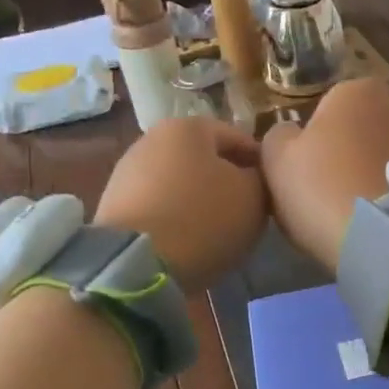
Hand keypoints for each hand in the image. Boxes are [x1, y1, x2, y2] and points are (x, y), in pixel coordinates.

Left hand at [96, 118, 267, 289]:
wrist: (136, 262)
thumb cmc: (203, 218)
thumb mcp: (253, 197)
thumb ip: (262, 179)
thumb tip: (254, 177)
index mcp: (189, 126)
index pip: (240, 138)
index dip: (262, 165)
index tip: (274, 191)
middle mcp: (154, 138)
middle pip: (206, 159)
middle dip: (228, 182)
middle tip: (249, 212)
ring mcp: (129, 171)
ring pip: (181, 183)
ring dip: (201, 201)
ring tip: (220, 231)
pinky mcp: (114, 204)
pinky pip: (159, 206)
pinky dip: (177, 218)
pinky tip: (189, 241)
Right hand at [260, 79, 388, 267]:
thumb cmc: (324, 189)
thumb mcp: (276, 162)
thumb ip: (278, 137)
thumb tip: (291, 134)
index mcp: (356, 89)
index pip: (326, 111)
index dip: (314, 146)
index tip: (310, 179)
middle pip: (364, 128)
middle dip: (353, 153)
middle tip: (336, 195)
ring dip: (380, 172)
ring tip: (366, 212)